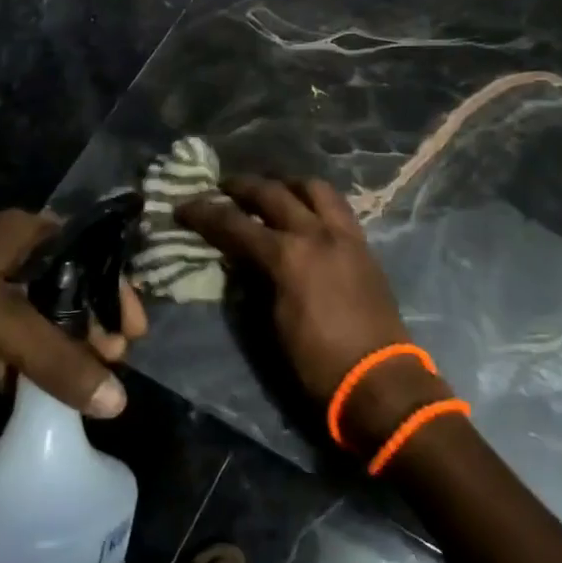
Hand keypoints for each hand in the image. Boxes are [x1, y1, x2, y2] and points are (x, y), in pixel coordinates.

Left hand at [0, 211, 146, 415]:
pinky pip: (11, 343)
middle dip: (91, 325)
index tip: (135, 329)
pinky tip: (43, 396)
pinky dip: (27, 367)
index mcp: (26, 234)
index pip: (89, 256)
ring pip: (40, 319)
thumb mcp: (2, 325)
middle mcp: (11, 255)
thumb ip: (60, 361)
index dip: (115, 290)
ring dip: (63, 349)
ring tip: (91, 381)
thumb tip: (117, 403)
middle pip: (67, 290)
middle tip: (115, 359)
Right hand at [178, 176, 443, 443]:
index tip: (184, 206)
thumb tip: (240, 260)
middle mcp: (317, 233)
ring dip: (287, 184)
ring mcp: (345, 234)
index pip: (236, 224)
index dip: (205, 213)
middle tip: (223, 187)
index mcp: (288, 256)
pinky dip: (315, 200)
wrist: (377, 379)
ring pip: (314, 188)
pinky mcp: (364, 244)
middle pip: (273, 193)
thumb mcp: (272, 324)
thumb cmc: (317, 362)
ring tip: (272, 190)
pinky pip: (337, 206)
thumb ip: (255, 281)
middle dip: (243, 186)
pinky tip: (306, 211)